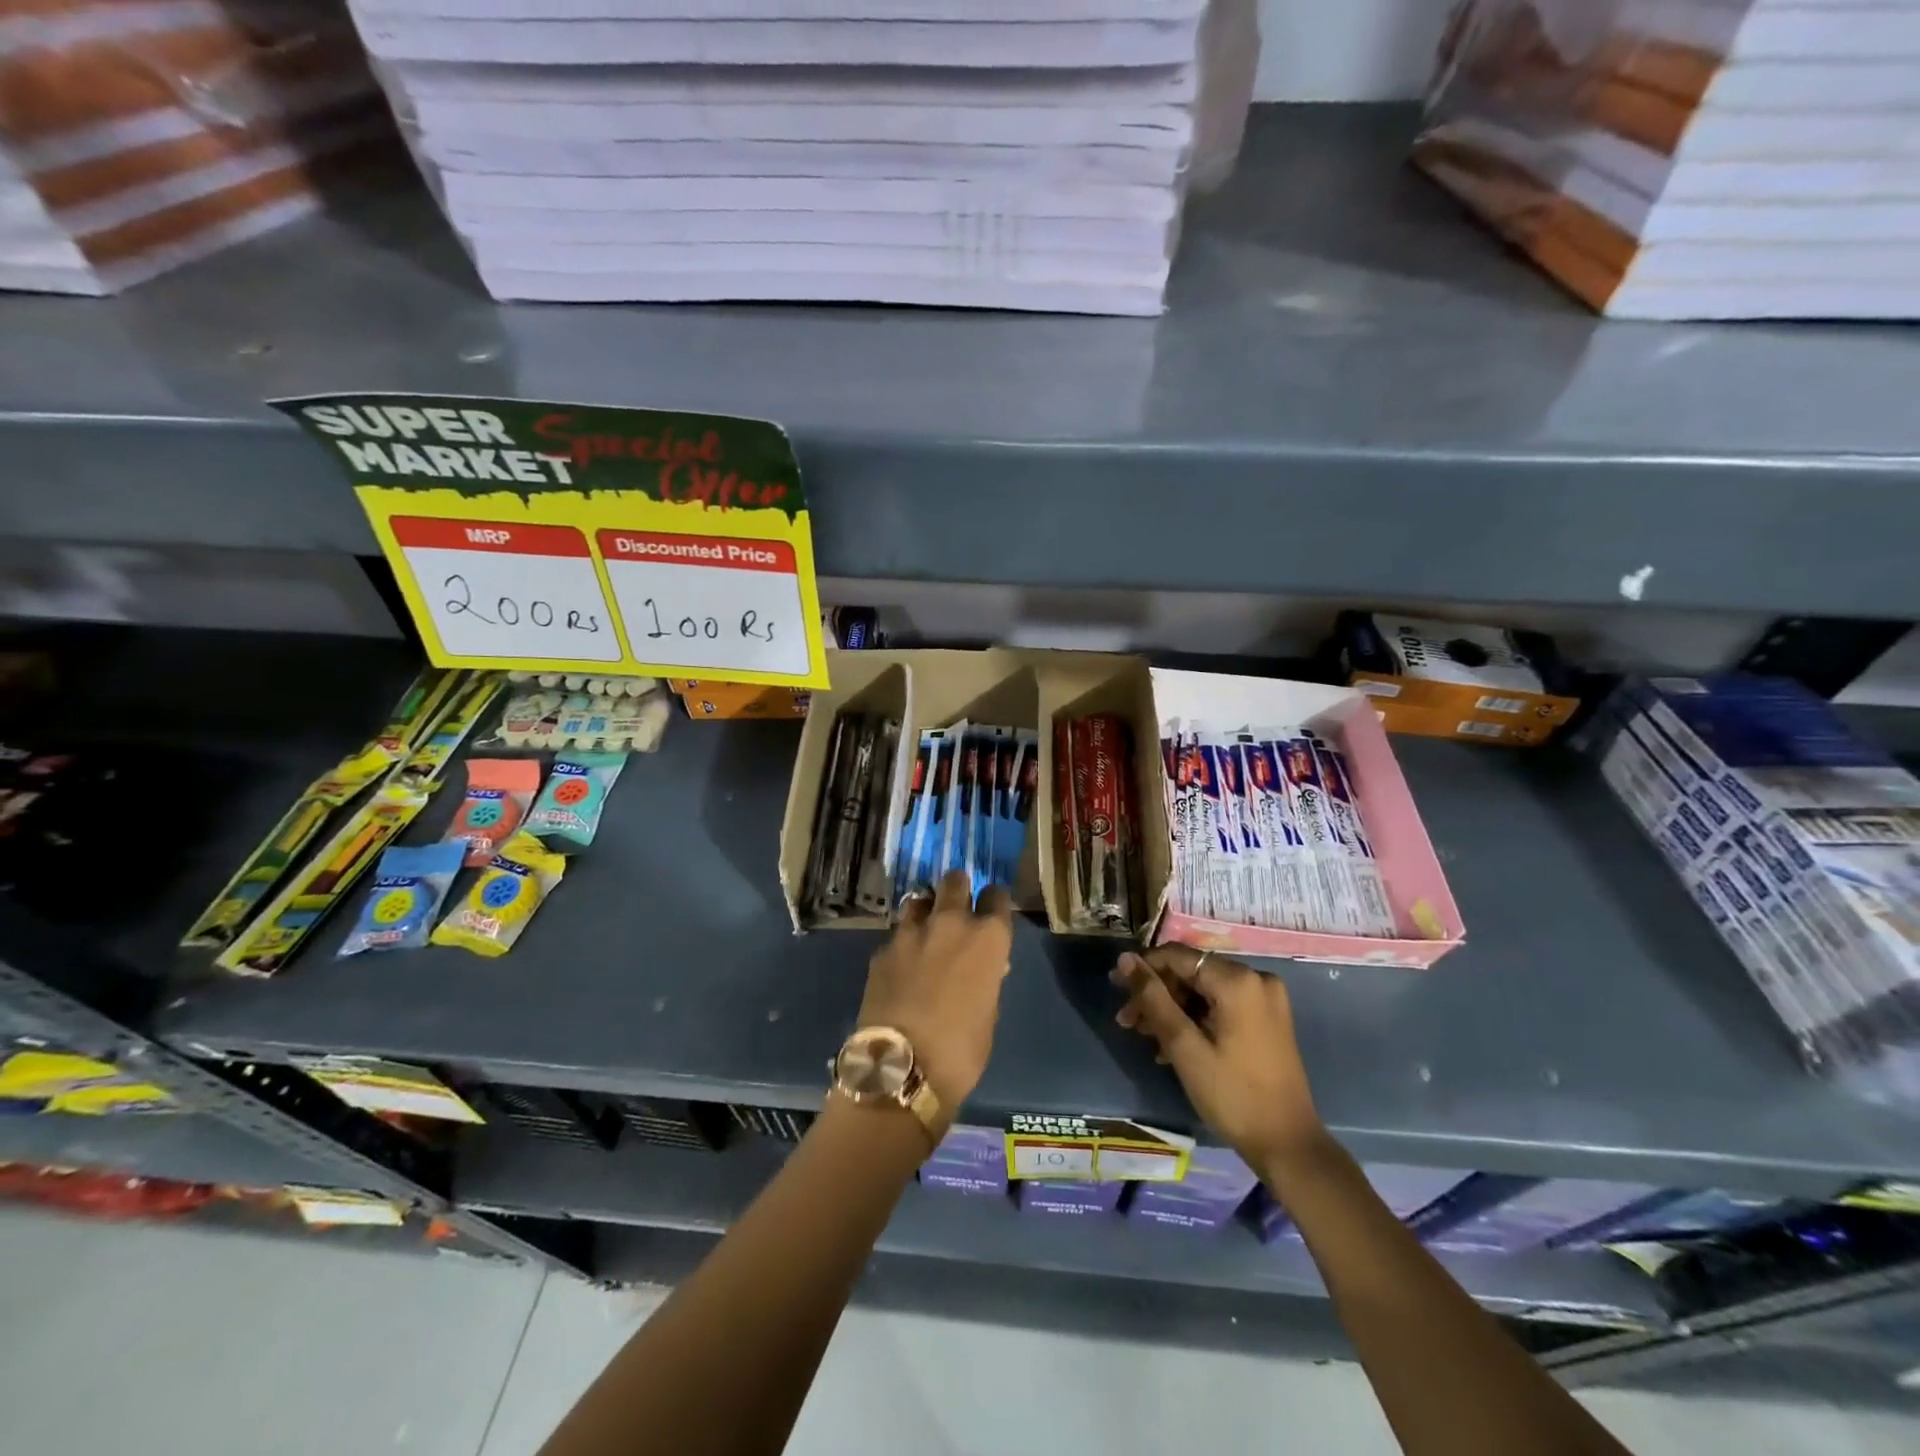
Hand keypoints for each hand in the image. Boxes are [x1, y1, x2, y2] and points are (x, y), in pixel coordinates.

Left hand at [856, 870, 1013, 1127]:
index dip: (994, 903)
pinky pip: (896, 934)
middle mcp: (950, 923)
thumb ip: (987, 979)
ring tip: (926, 932)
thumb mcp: (989, 1013)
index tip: (991, 914)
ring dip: (926, 910)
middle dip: (958, 890)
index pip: (997, 896)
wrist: (902, 1068)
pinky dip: (903, 944)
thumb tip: (984, 967)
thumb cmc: (962, 1050)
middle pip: (954, 880)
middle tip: (957, 911)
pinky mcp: (882, 949)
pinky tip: (902, 966)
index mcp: (987, 938)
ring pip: (919, 899)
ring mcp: (911, 932)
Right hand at [1111, 945, 1324, 1171]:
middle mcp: (1255, 978)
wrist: (1288, 1145)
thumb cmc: (1232, 1095)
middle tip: (1127, 1021)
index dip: (1143, 968)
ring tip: (1145, 1036)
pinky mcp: (1267, 1018)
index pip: (1177, 956)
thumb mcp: (1184, 1046)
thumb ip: (1153, 998)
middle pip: (1191, 973)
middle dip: (1156, 994)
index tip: (1115, 986)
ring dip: (1172, 1009)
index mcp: (1238, 980)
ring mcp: (1265, 999)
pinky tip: (1172, 1044)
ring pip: (1203, 990)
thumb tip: (1124, 959)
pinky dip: (1195, 1018)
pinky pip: (1220, 1004)